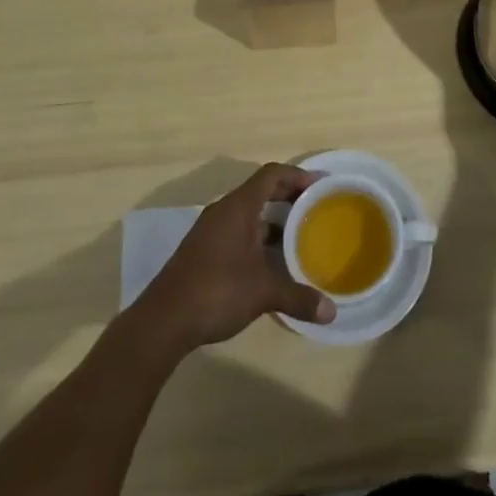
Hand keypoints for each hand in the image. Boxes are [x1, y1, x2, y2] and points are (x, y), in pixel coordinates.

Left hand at [134, 163, 335, 354]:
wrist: (163, 321)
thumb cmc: (216, 291)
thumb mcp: (263, 293)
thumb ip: (298, 298)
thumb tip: (331, 312)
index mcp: (239, 207)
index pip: (272, 174)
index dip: (297, 175)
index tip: (320, 185)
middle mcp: (224, 211)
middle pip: (261, 190)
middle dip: (289, 197)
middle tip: (315, 208)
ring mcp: (211, 231)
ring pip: (249, 214)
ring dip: (274, 220)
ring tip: (300, 235)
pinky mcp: (204, 251)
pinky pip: (238, 231)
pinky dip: (258, 238)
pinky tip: (272, 262)